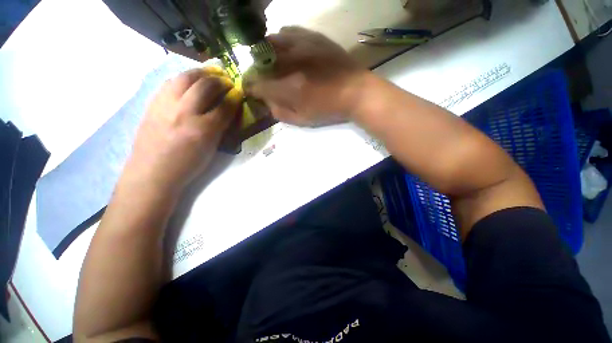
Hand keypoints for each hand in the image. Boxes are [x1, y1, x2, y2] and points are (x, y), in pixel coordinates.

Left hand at [122, 67, 242, 193]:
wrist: (150, 175)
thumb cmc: (182, 168)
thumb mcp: (208, 152)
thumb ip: (219, 127)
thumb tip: (227, 106)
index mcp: (202, 131)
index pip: (225, 105)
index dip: (234, 97)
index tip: (237, 94)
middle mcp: (184, 113)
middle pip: (207, 84)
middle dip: (220, 80)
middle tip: (225, 82)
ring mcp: (166, 106)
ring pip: (187, 76)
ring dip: (201, 73)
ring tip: (207, 76)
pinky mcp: (153, 103)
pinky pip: (170, 82)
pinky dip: (182, 79)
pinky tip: (186, 84)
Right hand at [245, 26, 369, 126]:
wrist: (360, 91)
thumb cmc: (331, 108)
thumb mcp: (302, 119)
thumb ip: (278, 110)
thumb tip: (264, 98)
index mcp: (289, 87)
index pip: (256, 83)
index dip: (251, 86)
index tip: (253, 89)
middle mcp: (292, 61)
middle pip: (260, 56)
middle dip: (258, 65)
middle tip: (265, 72)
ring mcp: (304, 45)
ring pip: (273, 38)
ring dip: (269, 48)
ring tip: (276, 56)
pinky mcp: (314, 37)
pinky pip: (291, 30)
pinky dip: (285, 37)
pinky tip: (290, 46)